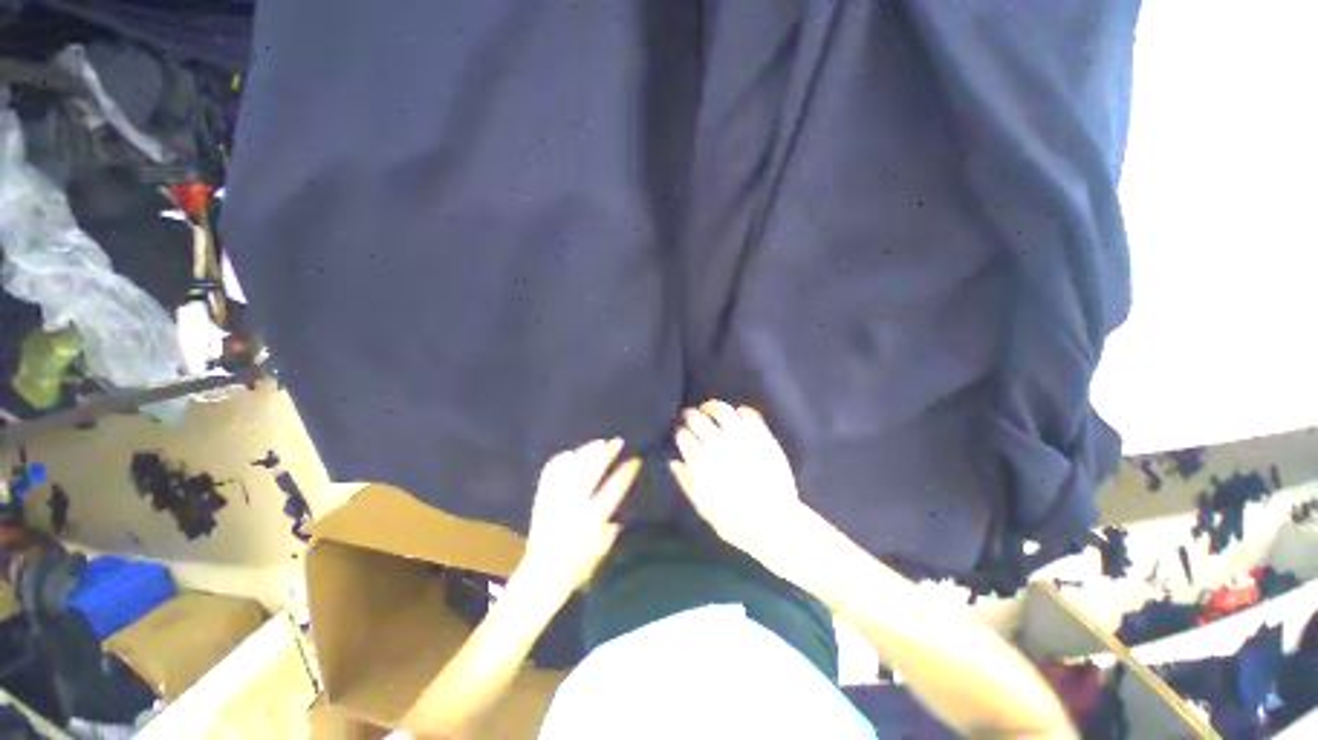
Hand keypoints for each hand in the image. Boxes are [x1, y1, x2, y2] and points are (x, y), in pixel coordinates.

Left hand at [521, 438, 639, 593]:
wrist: (541, 575)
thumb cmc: (577, 566)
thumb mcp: (602, 551)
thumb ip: (612, 527)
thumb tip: (621, 508)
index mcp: (591, 520)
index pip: (613, 489)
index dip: (626, 472)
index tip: (635, 460)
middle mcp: (573, 506)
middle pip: (591, 471)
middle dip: (606, 453)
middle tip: (617, 442)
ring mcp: (555, 500)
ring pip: (572, 467)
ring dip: (586, 452)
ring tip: (598, 442)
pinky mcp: (542, 499)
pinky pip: (551, 473)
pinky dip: (561, 460)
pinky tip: (571, 453)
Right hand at [670, 400, 815, 574]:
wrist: (775, 525)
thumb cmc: (735, 521)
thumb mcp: (703, 507)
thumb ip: (686, 482)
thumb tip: (674, 462)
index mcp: (702, 464)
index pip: (684, 436)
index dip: (680, 433)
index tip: (680, 434)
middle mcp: (719, 447)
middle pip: (698, 419)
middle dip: (690, 415)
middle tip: (690, 415)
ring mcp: (742, 441)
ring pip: (722, 410)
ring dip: (713, 406)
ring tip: (710, 409)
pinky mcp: (763, 439)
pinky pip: (750, 415)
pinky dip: (740, 411)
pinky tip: (737, 416)